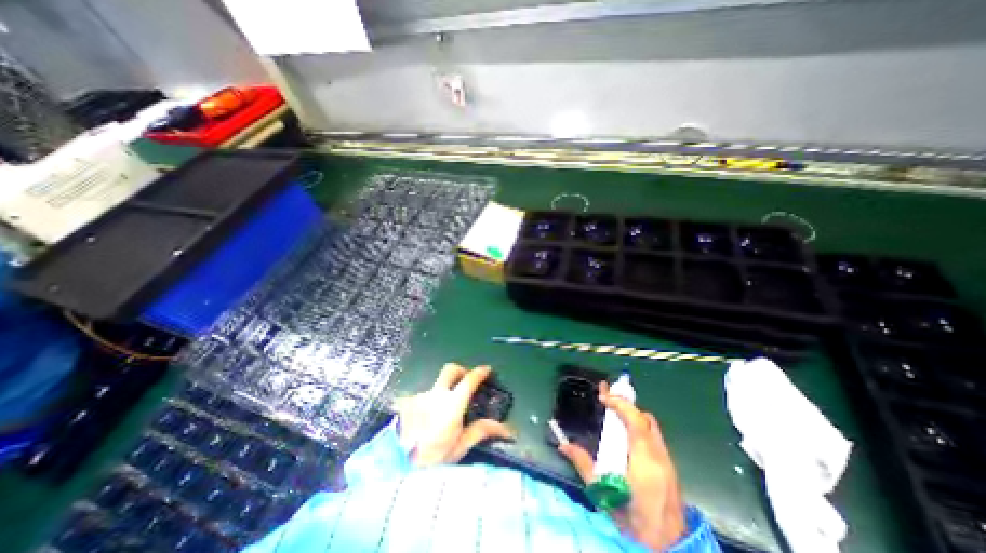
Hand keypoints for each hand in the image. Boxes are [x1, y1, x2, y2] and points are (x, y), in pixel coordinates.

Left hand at [396, 365, 516, 467]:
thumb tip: (507, 429)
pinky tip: (425, 421)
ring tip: (441, 415)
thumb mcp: (460, 448)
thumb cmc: (432, 461)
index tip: (487, 369)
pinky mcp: (406, 403)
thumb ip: (481, 431)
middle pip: (450, 369)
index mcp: (452, 404)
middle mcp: (435, 394)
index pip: (469, 380)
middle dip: (461, 370)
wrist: (395, 468)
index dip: (480, 372)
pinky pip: (422, 397)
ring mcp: (419, 397)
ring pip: (435, 386)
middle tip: (466, 380)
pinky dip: (428, 404)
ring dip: (442, 393)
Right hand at [555, 382, 686, 551]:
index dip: (619, 403)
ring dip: (632, 415)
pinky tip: (627, 433)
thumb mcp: (603, 493)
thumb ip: (584, 465)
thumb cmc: (632, 520)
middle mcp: (659, 455)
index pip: (635, 420)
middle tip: (606, 399)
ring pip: (651, 425)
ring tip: (614, 412)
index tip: (603, 397)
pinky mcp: (670, 466)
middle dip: (625, 405)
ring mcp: (667, 460)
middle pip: (644, 418)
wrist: (668, 547)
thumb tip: (563, 446)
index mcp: (644, 460)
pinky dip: (639, 426)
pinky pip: (654, 436)